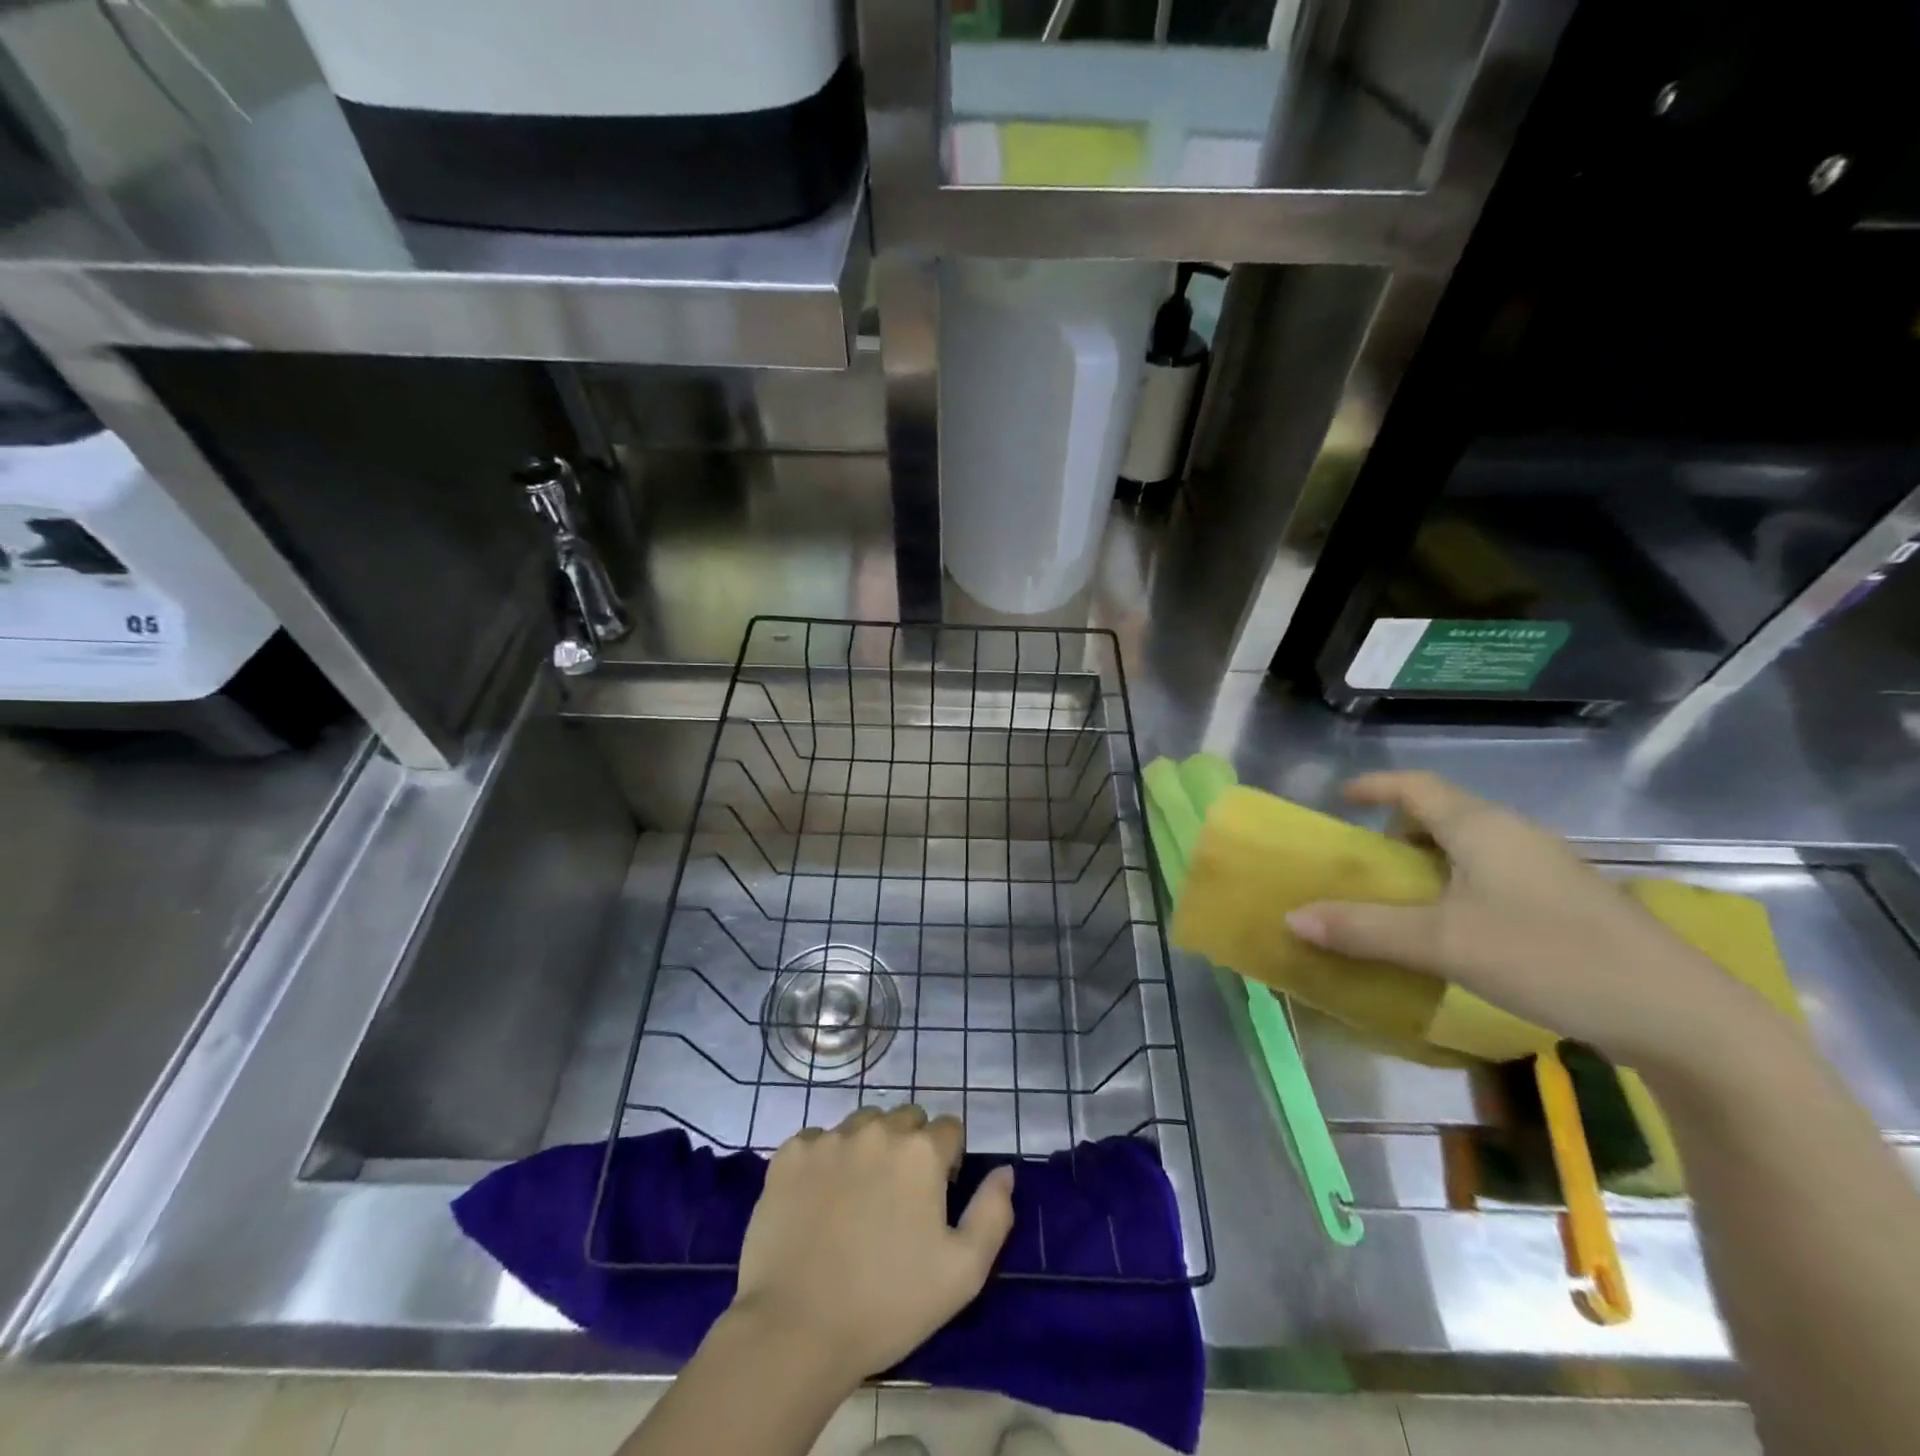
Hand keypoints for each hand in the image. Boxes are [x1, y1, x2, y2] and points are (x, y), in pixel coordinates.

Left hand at [726, 1105, 1015, 1390]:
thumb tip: (1004, 1170)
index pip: (948, 1129)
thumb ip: (993, 1213)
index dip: (948, 1162)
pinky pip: (818, 1142)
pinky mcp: (789, 1154)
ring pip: (862, 1125)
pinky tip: (819, 1204)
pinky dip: (825, 1162)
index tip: (935, 1199)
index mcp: (920, 1151)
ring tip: (857, 1200)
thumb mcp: (963, 1273)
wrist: (795, 1330)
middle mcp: (876, 1130)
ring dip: (869, 1149)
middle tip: (897, 1201)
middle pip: (904, 1119)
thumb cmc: (888, 1304)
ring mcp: (828, 1138)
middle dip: (909, 1148)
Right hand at [1284, 771, 1758, 1072]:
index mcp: (1483, 828)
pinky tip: (1459, 930)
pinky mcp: (1570, 903)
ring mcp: (1549, 869)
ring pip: (1472, 848)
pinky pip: (1495, 875)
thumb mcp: (1444, 944)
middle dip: (1399, 830)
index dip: (1376, 786)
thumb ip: (1364, 930)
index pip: (1417, 786)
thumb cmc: (1549, 957)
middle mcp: (1516, 836)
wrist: (1681, 1016)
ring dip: (1430, 862)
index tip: (1342, 797)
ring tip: (1404, 899)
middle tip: (1367, 863)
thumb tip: (1292, 918)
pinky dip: (1460, 886)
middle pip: (1444, 815)